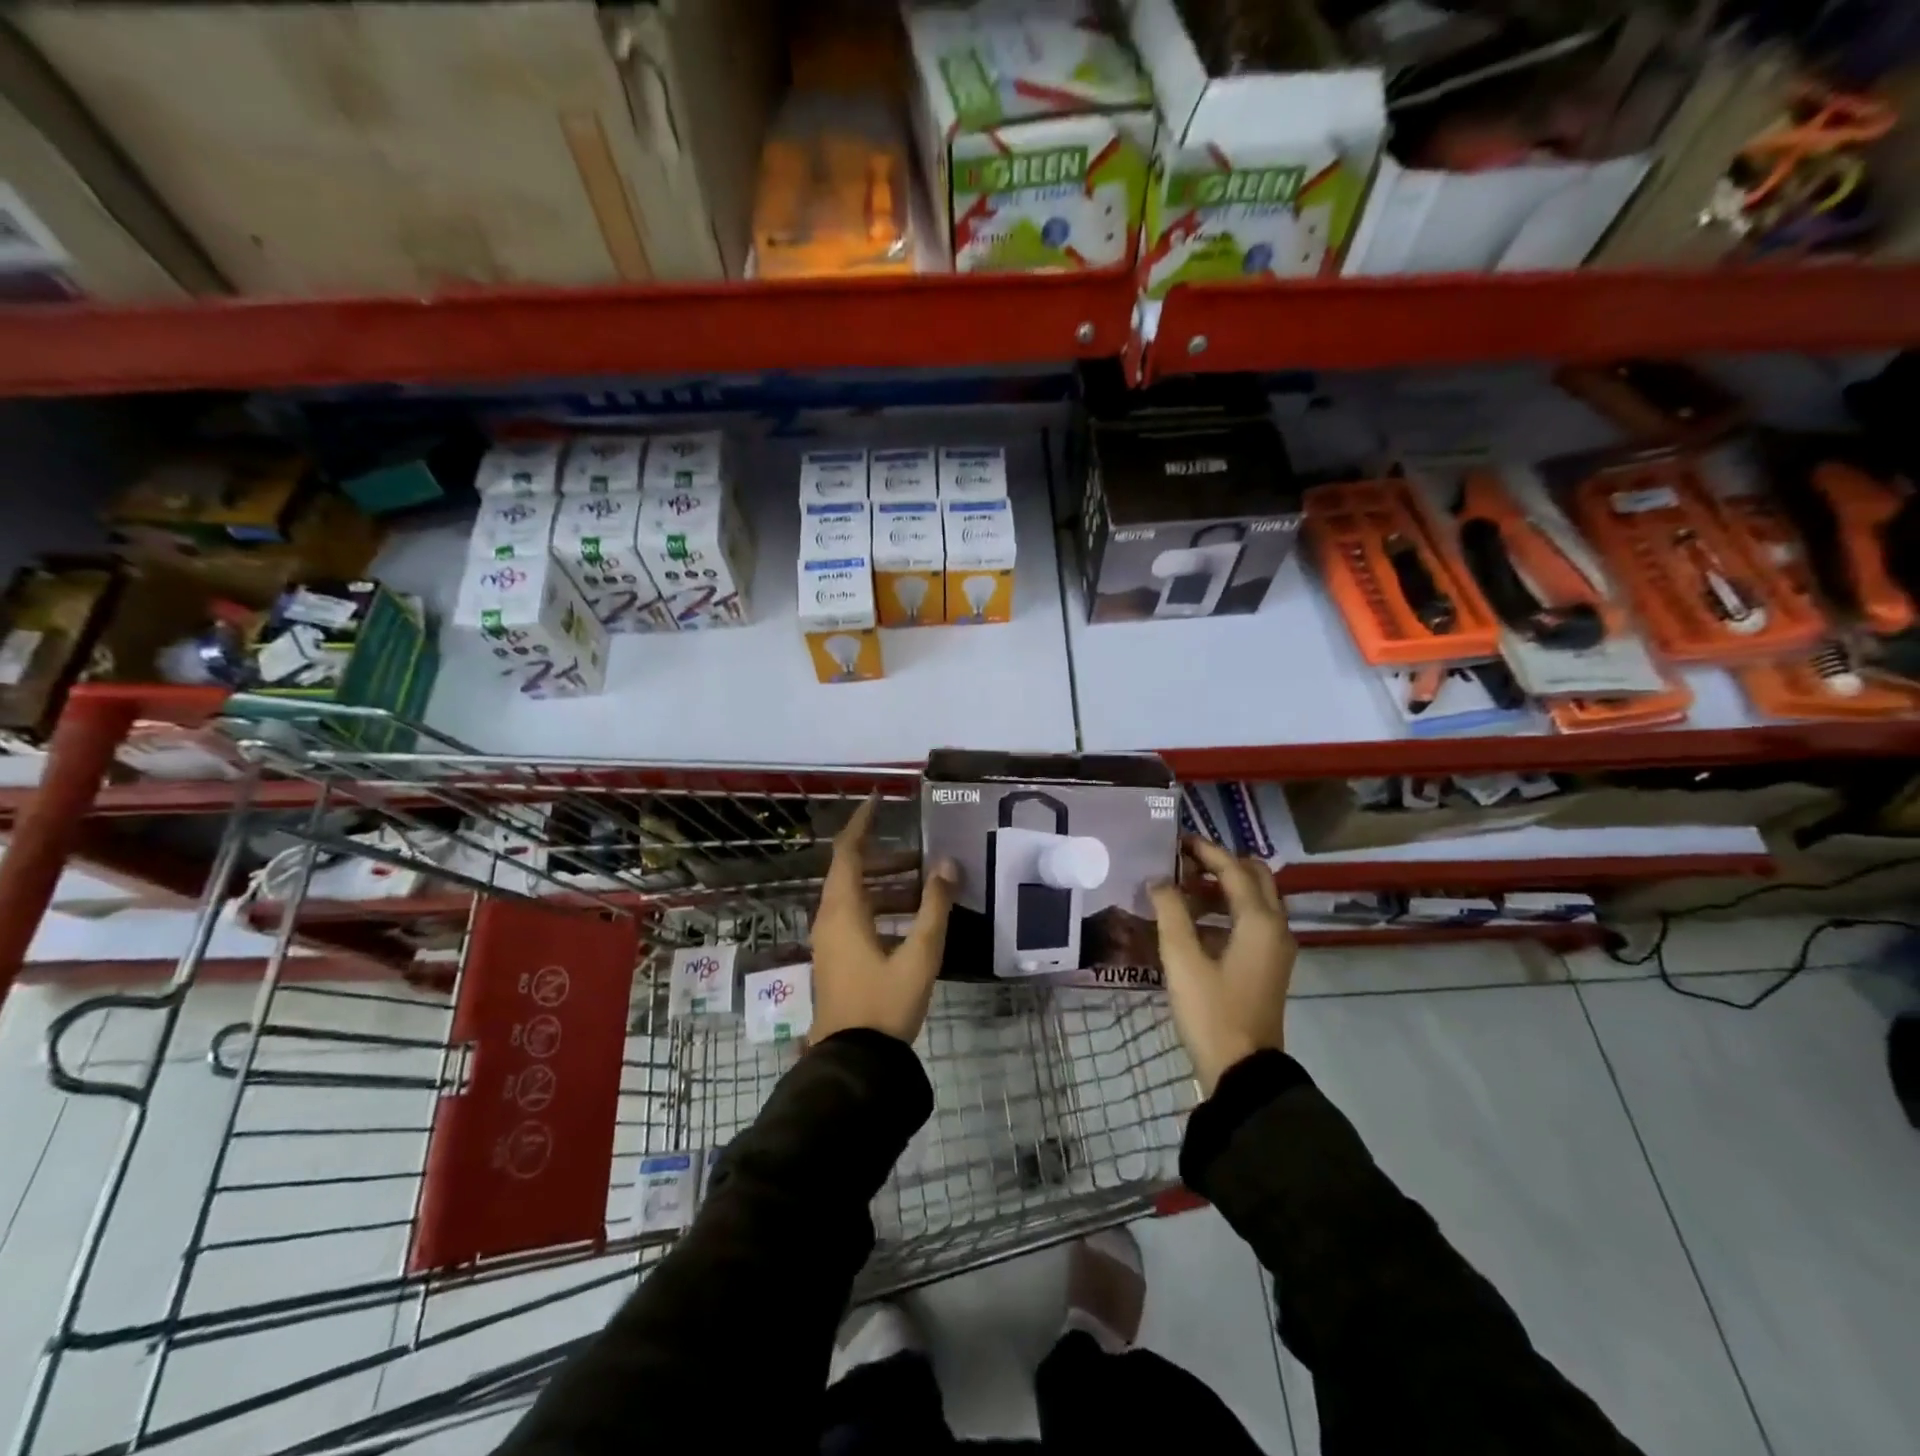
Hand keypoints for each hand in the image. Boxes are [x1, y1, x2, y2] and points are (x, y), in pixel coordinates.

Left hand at [810, 795, 956, 1045]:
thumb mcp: (920, 954)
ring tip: (925, 888)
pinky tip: (912, 922)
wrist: (853, 1060)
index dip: (862, 823)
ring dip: (888, 887)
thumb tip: (948, 864)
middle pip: (853, 872)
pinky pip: (856, 918)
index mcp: (843, 910)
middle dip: (887, 860)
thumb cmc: (885, 1003)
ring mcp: (830, 940)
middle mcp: (830, 918)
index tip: (880, 800)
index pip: (848, 851)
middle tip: (922, 858)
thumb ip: (935, 907)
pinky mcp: (836, 958)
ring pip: (857, 898)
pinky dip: (881, 909)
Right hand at [1148, 836, 1295, 1095]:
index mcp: (1259, 921)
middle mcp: (1276, 927)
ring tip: (1182, 890)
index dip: (1205, 851)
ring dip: (1222, 887)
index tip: (1177, 840)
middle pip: (1254, 878)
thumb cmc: (1212, 1011)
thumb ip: (1170, 912)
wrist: (1243, 1070)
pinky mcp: (1267, 965)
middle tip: (1184, 863)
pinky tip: (1194, 922)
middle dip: (1220, 864)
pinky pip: (1251, 921)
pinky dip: (1227, 910)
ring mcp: (1275, 948)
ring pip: (1254, 899)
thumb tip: (1159, 880)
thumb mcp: (1182, 959)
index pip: (1233, 869)